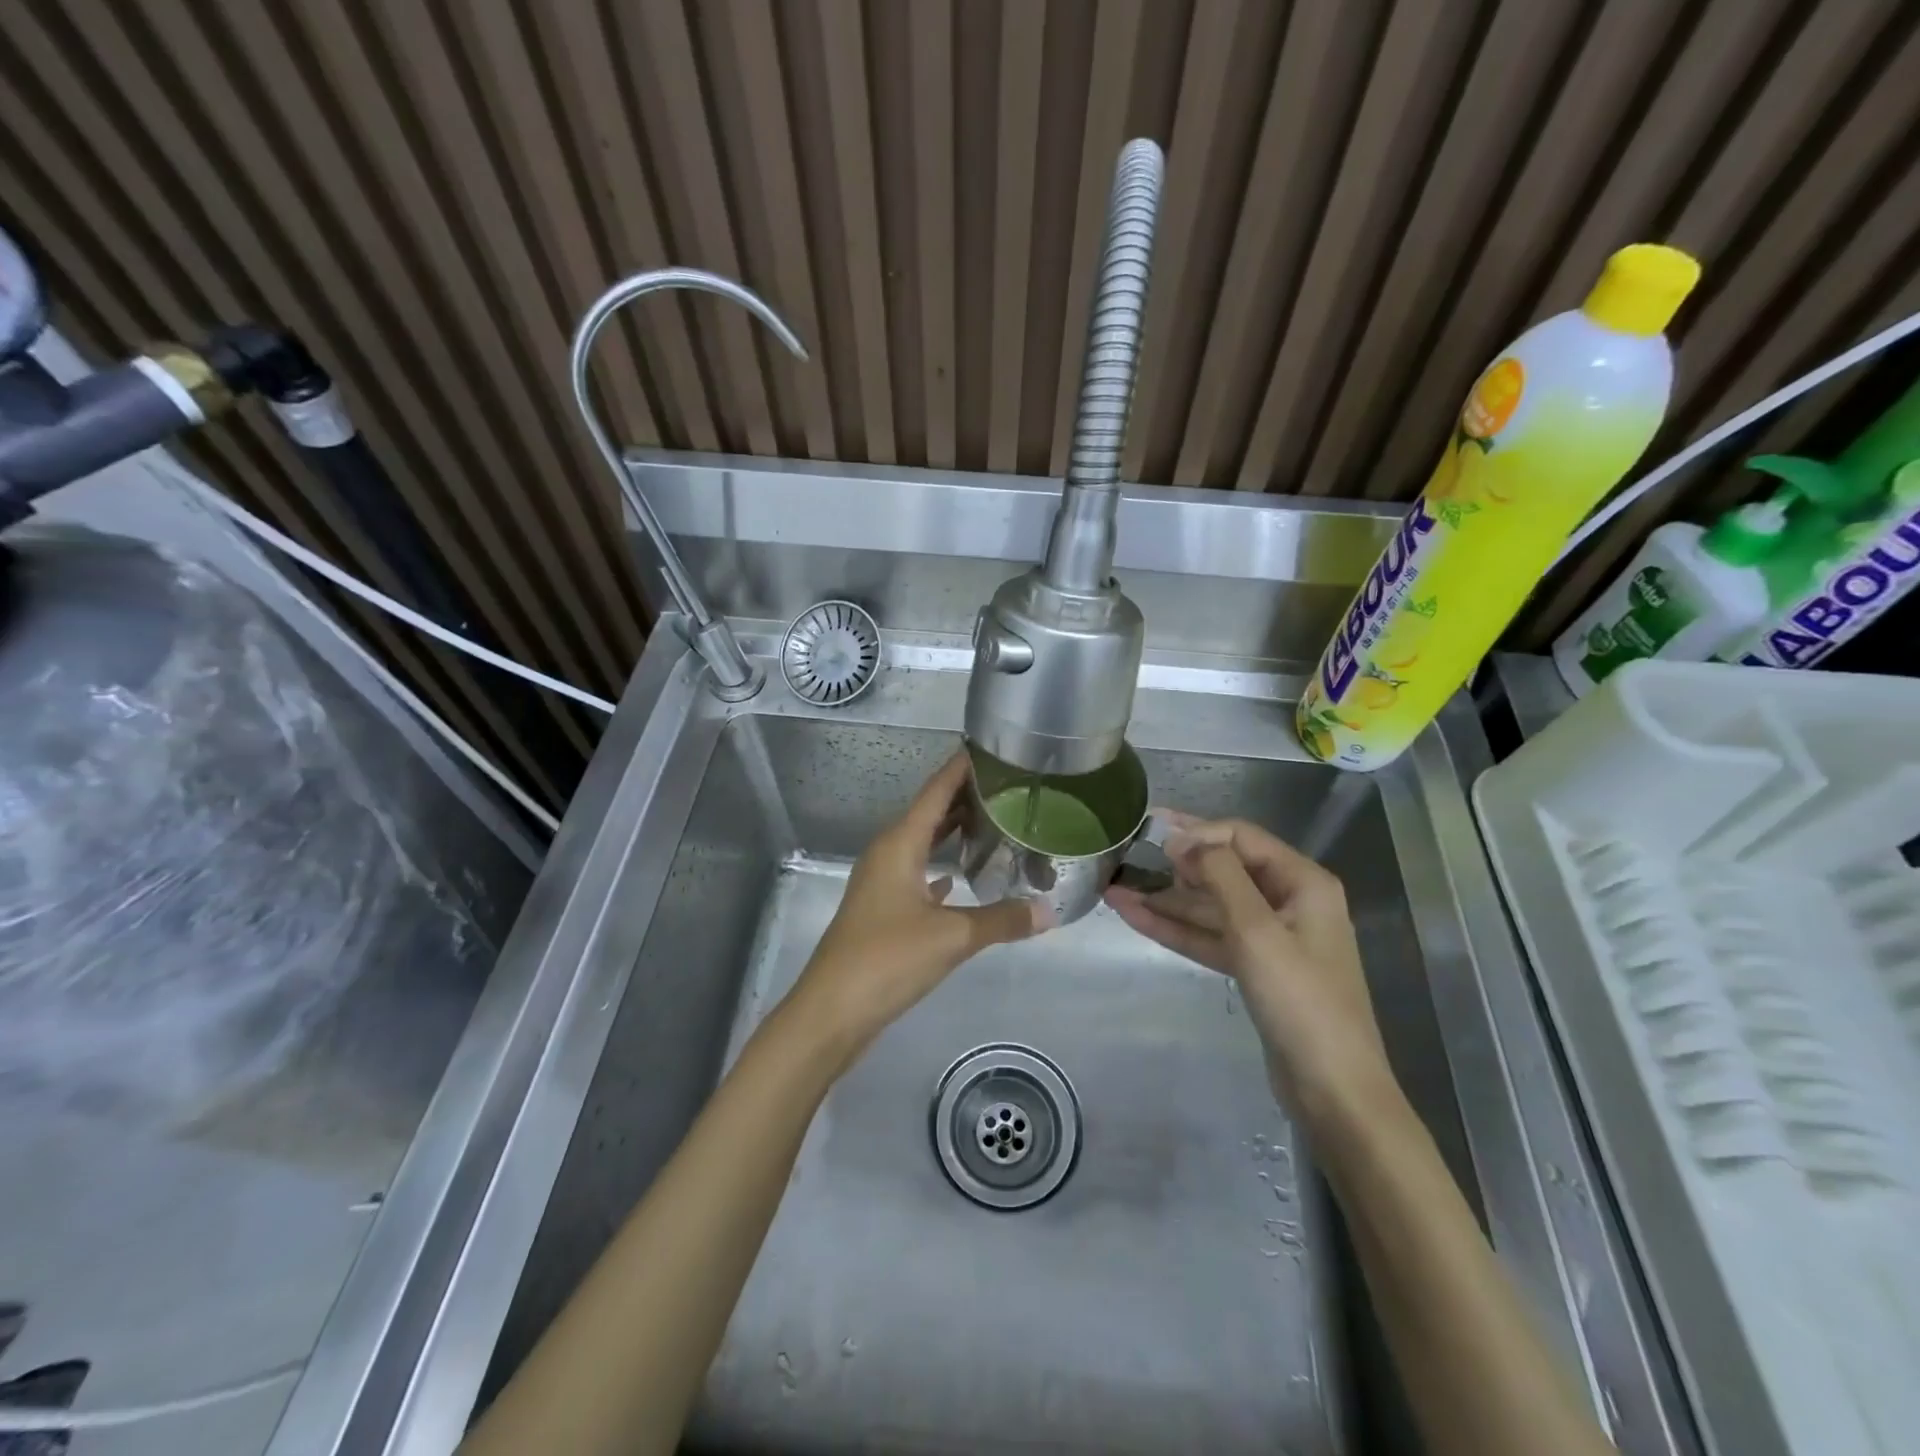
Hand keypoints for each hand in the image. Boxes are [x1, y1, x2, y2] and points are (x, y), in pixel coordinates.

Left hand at [788, 752, 1047, 1053]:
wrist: (832, 1011)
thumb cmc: (887, 960)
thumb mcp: (951, 938)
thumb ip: (1001, 920)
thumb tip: (1048, 911)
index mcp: (899, 843)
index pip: (936, 790)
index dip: (962, 767)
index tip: (993, 747)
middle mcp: (888, 853)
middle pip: (930, 812)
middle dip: (966, 797)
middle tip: (1011, 786)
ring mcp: (882, 881)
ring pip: (923, 843)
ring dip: (954, 831)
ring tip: (995, 822)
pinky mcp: (883, 909)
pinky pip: (917, 873)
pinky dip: (940, 866)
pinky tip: (960, 874)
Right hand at [1105, 813, 1396, 1124]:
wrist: (1333, 1091)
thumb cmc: (1300, 1001)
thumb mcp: (1258, 930)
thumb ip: (1220, 875)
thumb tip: (1184, 839)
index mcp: (1302, 882)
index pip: (1241, 837)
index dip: (1196, 833)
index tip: (1151, 839)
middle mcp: (1288, 901)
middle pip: (1223, 869)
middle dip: (1174, 865)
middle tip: (1125, 856)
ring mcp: (1271, 937)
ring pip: (1210, 906)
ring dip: (1166, 899)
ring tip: (1115, 889)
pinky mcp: (1254, 968)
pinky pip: (1210, 936)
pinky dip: (1176, 928)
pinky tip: (1136, 917)